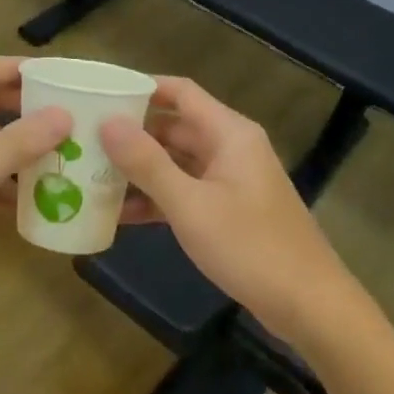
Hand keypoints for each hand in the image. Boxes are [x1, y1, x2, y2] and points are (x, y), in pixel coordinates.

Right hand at [102, 77, 355, 340]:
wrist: (309, 306)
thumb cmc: (250, 247)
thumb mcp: (190, 205)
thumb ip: (147, 163)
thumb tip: (108, 122)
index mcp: (229, 133)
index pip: (181, 92)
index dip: (142, 88)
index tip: (100, 95)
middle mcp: (230, 148)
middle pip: (174, 128)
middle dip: (132, 134)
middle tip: (84, 140)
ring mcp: (230, 181)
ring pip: (177, 163)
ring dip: (140, 170)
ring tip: (91, 176)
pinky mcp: (228, 212)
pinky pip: (185, 192)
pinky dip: (156, 199)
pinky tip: (119, 214)